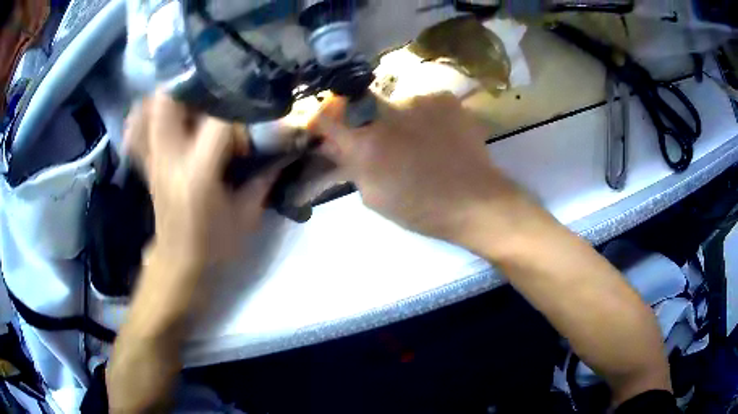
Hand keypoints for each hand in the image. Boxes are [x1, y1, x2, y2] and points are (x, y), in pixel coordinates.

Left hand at [125, 91, 277, 268]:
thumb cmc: (215, 244)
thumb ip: (265, 176)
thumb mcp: (247, 214)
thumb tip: (286, 147)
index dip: (239, 105)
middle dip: (191, 83)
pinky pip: (137, 131)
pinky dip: (145, 114)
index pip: (218, 121)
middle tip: (217, 81)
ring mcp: (153, 161)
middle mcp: (169, 159)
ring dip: (170, 94)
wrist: (180, 264)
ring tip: (193, 91)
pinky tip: (163, 112)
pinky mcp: (147, 165)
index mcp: (198, 173)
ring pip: (149, 110)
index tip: (255, 101)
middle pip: (168, 101)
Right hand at [309, 93, 537, 251]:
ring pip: (394, 104)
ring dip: (396, 119)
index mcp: (366, 143)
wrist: (477, 200)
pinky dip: (422, 116)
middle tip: (376, 137)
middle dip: (359, 118)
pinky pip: (422, 102)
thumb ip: (350, 165)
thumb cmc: (422, 208)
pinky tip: (436, 135)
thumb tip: (333, 143)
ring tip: (416, 142)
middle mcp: (387, 113)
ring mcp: (419, 100)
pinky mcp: (444, 98)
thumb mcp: (374, 196)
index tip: (325, 125)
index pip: (326, 114)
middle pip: (358, 103)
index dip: (321, 118)